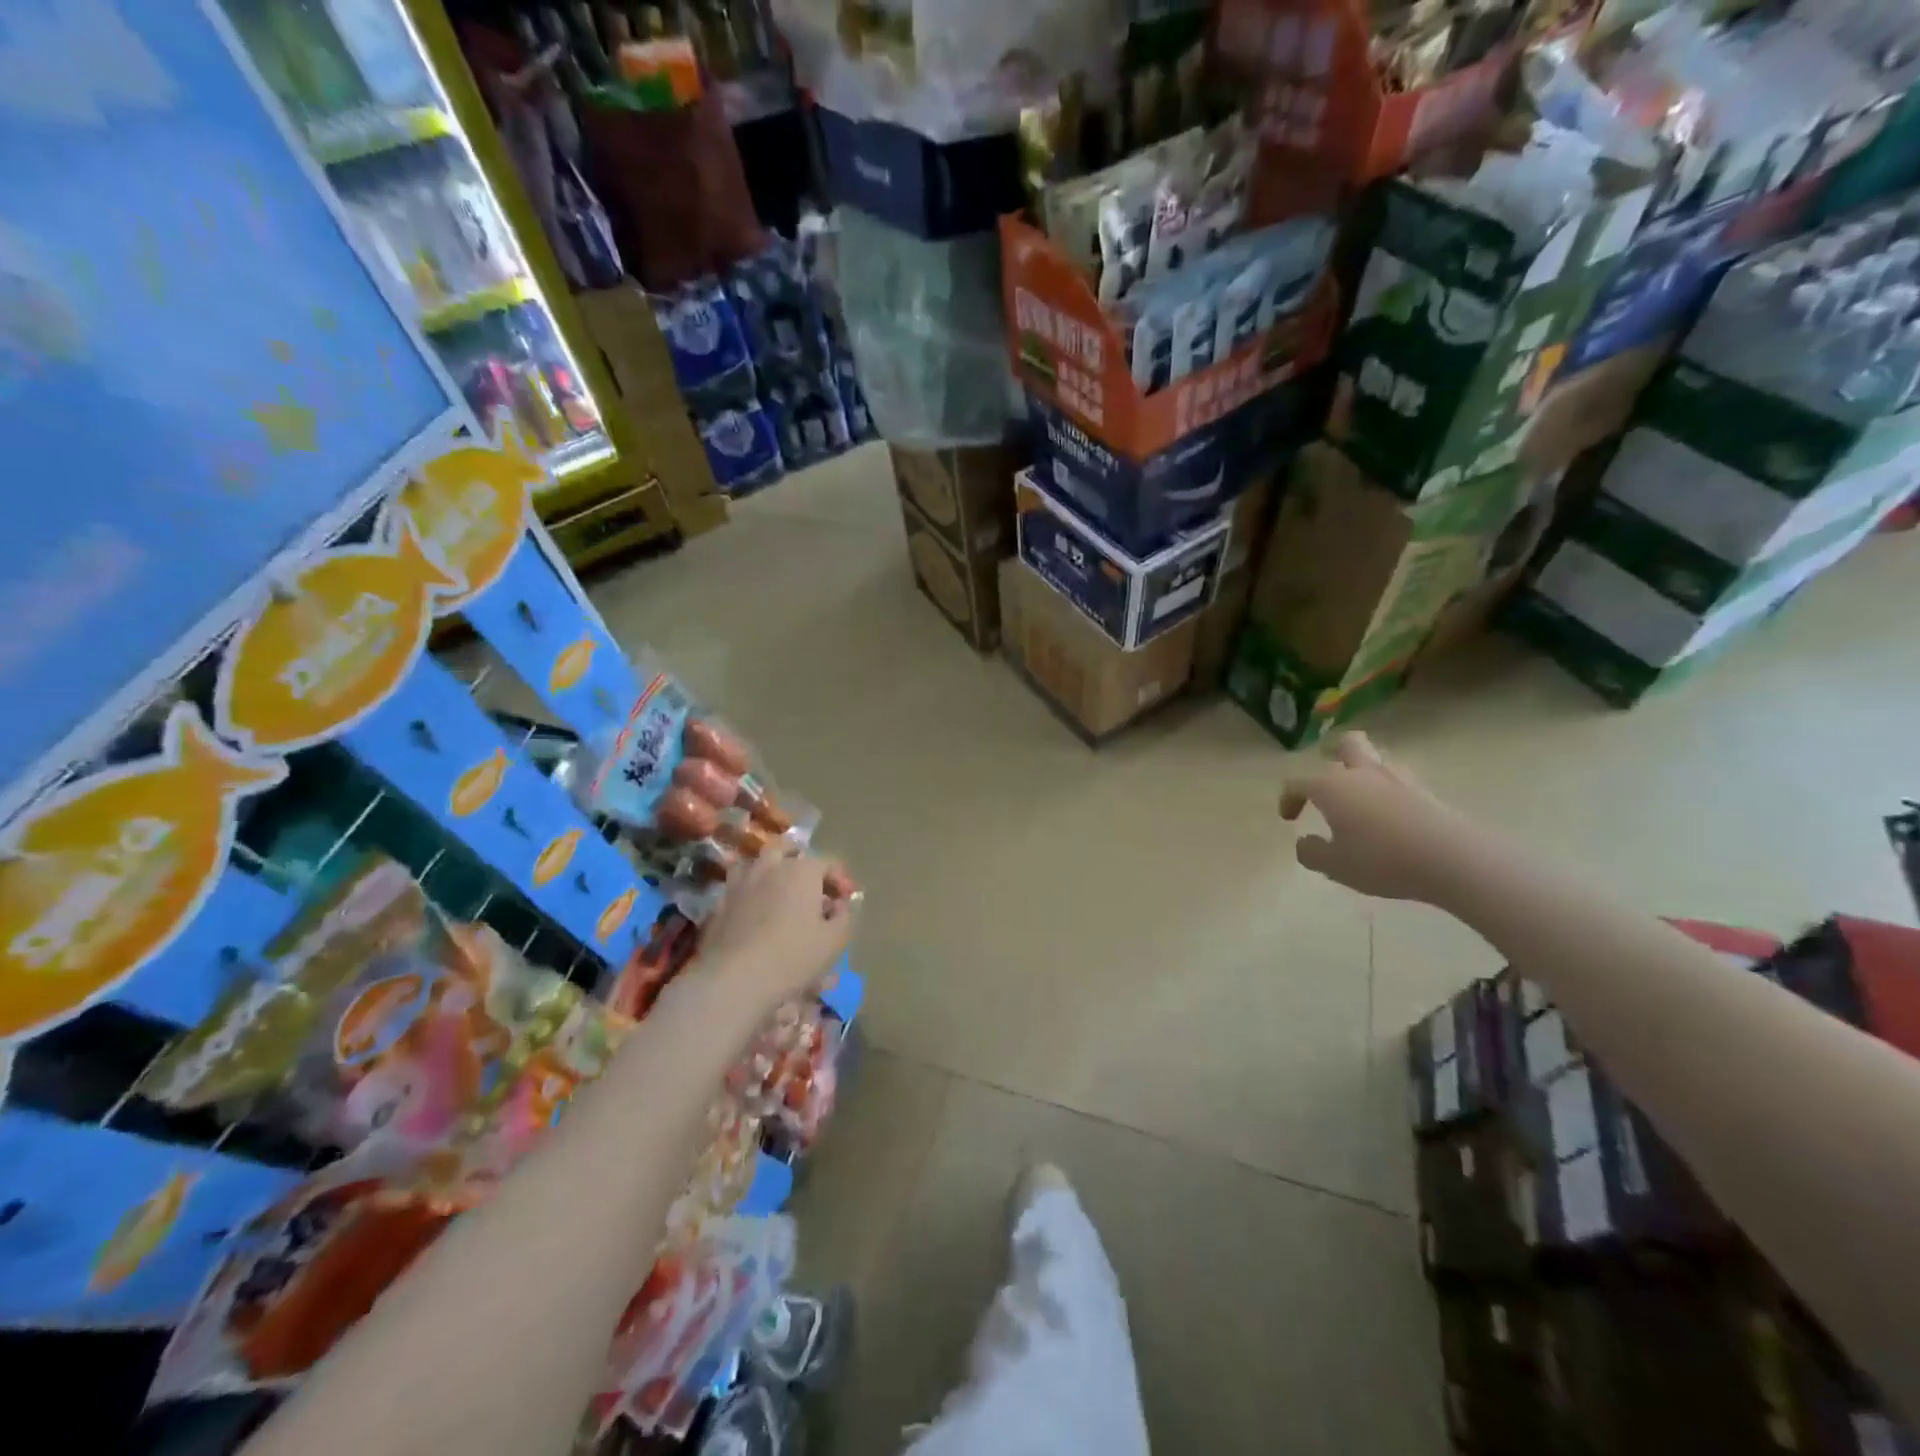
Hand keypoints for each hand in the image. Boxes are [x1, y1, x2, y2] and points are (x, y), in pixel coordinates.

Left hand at [695, 851, 856, 1012]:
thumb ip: (844, 916)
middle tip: (810, 885)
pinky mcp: (718, 903)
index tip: (846, 901)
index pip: (828, 862)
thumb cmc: (792, 956)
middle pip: (787, 850)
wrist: (733, 979)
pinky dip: (749, 893)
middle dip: (801, 862)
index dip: (841, 879)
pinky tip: (754, 913)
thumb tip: (839, 905)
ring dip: (771, 872)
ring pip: (758, 864)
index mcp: (802, 870)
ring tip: (779, 894)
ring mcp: (740, 883)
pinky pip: (738, 887)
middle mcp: (770, 867)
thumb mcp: (834, 941)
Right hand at [1279, 732, 1471, 903]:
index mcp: (1331, 786)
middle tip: (1327, 768)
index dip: (1288, 798)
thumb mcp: (1335, 866)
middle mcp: (1361, 773)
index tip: (1289, 819)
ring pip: (1375, 758)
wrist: (1450, 859)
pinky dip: (1388, 789)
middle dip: (1333, 751)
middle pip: (1346, 744)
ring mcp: (1397, 778)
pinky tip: (1388, 811)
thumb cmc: (1381, 860)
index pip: (1298, 782)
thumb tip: (1305, 842)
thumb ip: (1312, 853)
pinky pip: (1398, 780)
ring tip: (1359, 793)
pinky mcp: (1425, 791)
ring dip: (1363, 769)